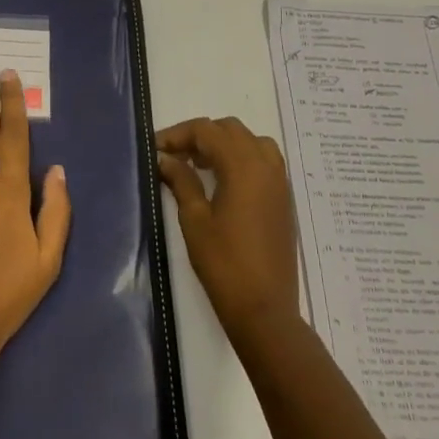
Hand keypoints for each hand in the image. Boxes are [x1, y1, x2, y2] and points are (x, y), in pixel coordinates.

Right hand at [157, 117, 299, 345]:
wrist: (264, 309)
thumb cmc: (224, 264)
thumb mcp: (194, 220)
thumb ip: (182, 181)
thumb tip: (166, 158)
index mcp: (243, 167)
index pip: (207, 131)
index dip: (178, 134)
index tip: (155, 149)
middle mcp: (266, 166)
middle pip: (231, 130)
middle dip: (200, 136)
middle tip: (174, 156)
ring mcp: (279, 183)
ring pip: (251, 142)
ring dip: (224, 144)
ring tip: (199, 165)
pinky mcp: (283, 200)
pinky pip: (264, 161)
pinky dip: (241, 158)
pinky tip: (221, 182)